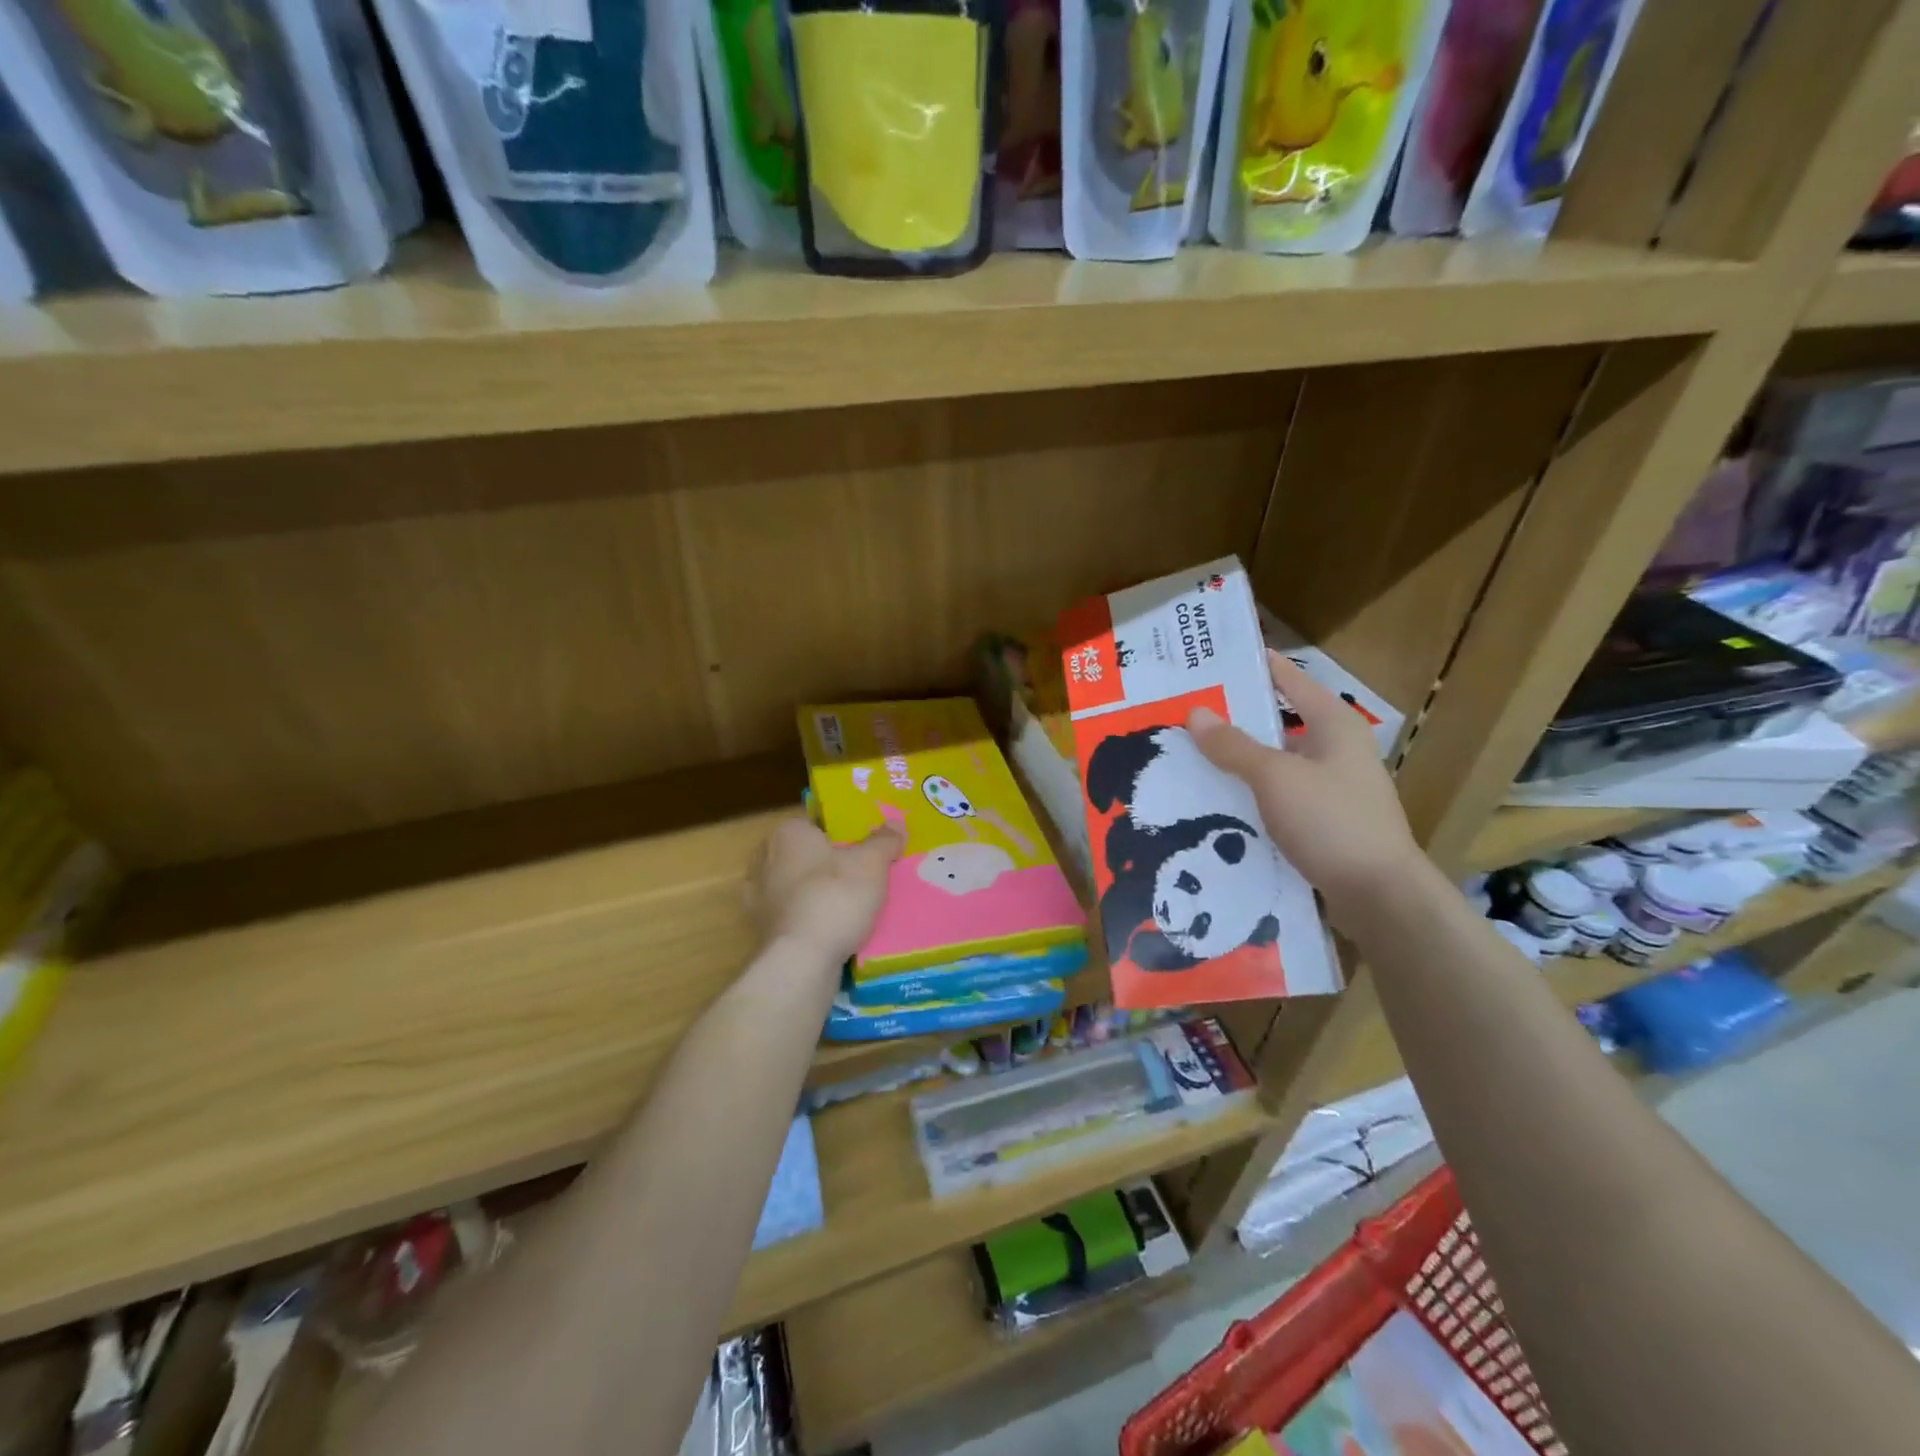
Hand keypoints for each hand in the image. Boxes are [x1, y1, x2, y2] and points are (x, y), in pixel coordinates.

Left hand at [747, 817, 902, 965]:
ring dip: (814, 894)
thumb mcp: (871, 863)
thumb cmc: (835, 896)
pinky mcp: (760, 930)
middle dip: (825, 864)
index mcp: (786, 833)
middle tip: (859, 875)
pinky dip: (806, 919)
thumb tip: (896, 823)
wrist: (802, 959)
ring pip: (794, 887)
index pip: (814, 824)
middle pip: (803, 856)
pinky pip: (790, 916)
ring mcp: (757, 897)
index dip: (840, 835)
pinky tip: (829, 929)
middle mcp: (763, 859)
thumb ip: (884, 840)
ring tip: (848, 905)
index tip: (861, 849)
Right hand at [1187, 650, 1421, 918]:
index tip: (1217, 656)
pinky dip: (1251, 794)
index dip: (1257, 666)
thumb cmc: (1331, 821)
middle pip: (1279, 723)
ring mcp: (1333, 788)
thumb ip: (1234, 746)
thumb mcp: (1275, 778)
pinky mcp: (1324, 822)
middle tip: (1188, 712)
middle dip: (1235, 719)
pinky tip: (1218, 801)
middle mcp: (1337, 750)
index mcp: (1335, 725)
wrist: (1379, 896)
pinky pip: (1279, 797)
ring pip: (1276, 764)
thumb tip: (1195, 713)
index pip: (1291, 680)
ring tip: (1192, 756)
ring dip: (1240, 761)